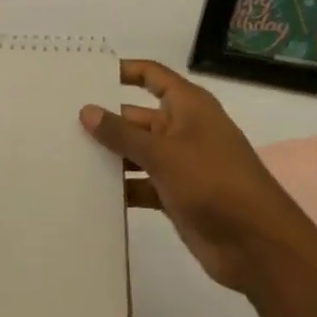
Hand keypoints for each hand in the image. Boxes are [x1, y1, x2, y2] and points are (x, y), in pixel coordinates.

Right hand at [83, 60, 316, 316]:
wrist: (257, 246)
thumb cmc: (213, 183)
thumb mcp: (164, 153)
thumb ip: (122, 133)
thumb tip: (86, 110)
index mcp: (188, 107)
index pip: (151, 75)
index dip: (122, 71)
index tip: (84, 75)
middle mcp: (182, 129)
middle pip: (136, 116)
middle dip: (104, 119)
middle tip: (59, 121)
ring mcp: (179, 164)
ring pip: (135, 152)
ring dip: (109, 155)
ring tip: (64, 154)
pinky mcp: (175, 195)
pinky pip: (140, 183)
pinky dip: (120, 186)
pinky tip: (88, 191)